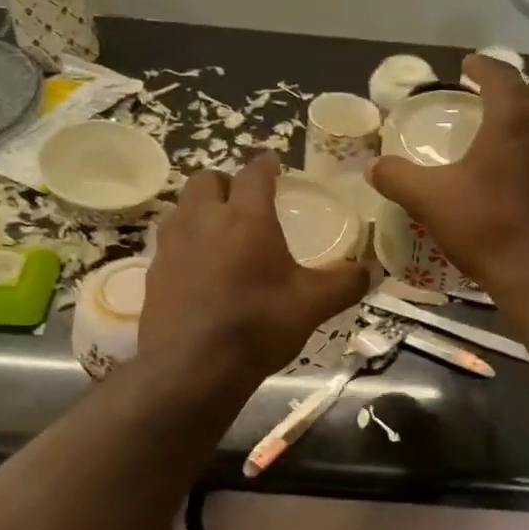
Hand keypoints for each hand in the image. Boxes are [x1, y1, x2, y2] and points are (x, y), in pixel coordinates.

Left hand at [141, 153, 368, 384]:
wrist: (192, 367)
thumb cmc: (257, 326)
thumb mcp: (312, 305)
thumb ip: (345, 283)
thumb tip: (375, 270)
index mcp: (246, 217)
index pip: (254, 174)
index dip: (265, 164)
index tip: (272, 162)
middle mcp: (204, 220)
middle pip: (206, 180)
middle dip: (225, 182)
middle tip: (242, 199)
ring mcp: (172, 245)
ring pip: (181, 208)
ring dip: (199, 209)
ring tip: (217, 230)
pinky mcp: (153, 272)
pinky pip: (168, 242)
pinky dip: (184, 243)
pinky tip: (197, 268)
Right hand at [367, 54, 528, 303]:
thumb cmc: (487, 227)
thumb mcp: (430, 201)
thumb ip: (398, 178)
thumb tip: (372, 167)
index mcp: (513, 119)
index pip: (501, 74)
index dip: (483, 65)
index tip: (469, 65)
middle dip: (525, 86)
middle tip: (501, 100)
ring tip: (516, 134)